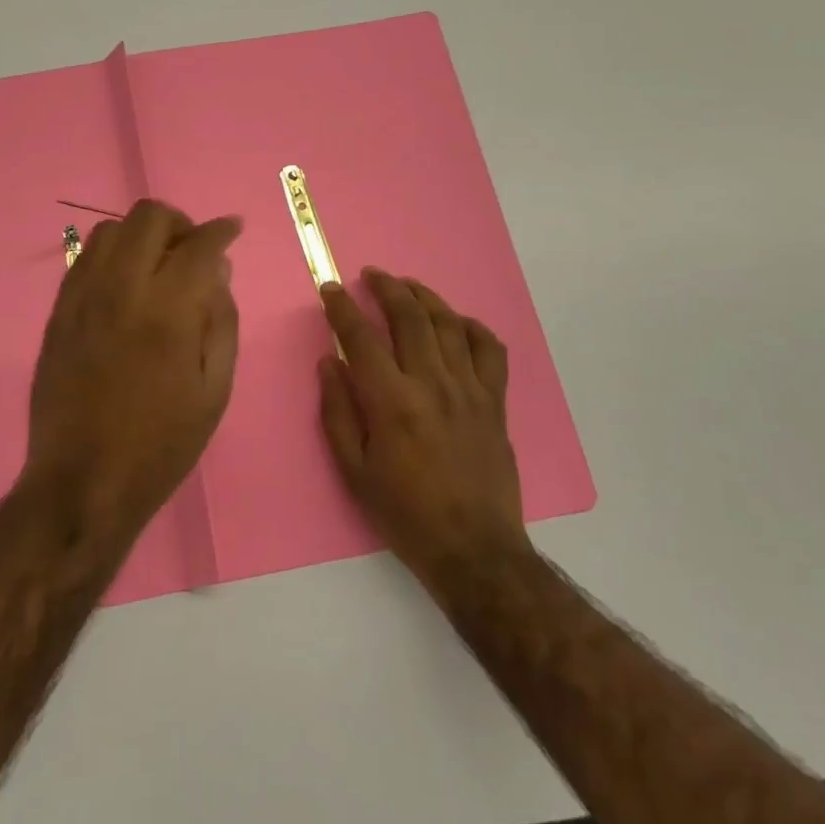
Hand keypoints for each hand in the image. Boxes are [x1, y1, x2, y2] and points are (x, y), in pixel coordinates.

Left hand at [27, 200, 241, 537]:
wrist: (83, 481)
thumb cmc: (162, 443)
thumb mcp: (215, 389)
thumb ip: (222, 321)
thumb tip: (218, 271)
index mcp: (169, 311)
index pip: (200, 244)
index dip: (222, 230)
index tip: (233, 229)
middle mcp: (123, 289)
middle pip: (150, 216)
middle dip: (181, 223)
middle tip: (193, 251)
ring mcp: (83, 297)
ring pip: (111, 229)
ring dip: (142, 235)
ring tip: (157, 266)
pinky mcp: (58, 312)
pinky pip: (83, 258)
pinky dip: (111, 255)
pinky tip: (124, 285)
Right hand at [318, 269, 531, 588]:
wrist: (474, 548)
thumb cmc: (405, 514)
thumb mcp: (355, 471)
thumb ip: (338, 412)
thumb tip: (329, 362)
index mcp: (392, 402)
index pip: (361, 337)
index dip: (342, 307)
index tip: (330, 289)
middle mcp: (432, 384)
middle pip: (409, 317)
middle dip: (386, 288)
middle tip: (371, 275)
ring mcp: (469, 389)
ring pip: (448, 323)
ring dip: (424, 297)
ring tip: (406, 286)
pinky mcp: (494, 400)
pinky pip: (489, 349)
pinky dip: (472, 327)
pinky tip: (456, 322)